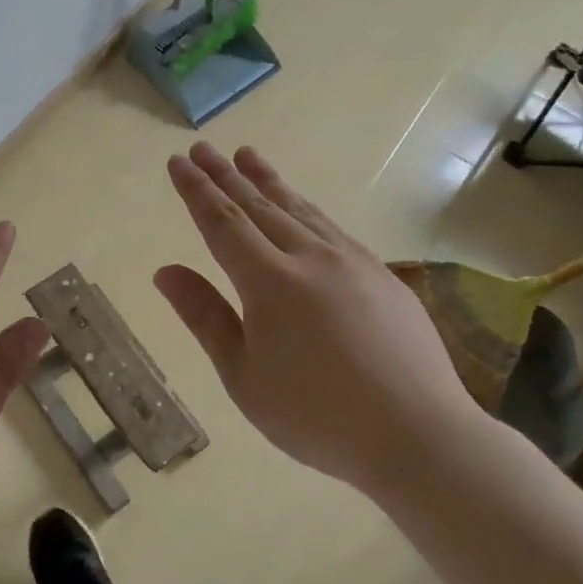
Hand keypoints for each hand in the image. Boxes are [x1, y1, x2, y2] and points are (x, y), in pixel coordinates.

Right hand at [154, 143, 482, 492]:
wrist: (418, 435)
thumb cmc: (316, 416)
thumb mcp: (243, 376)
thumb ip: (205, 317)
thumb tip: (165, 272)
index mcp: (270, 283)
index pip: (222, 223)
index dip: (196, 190)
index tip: (178, 161)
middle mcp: (310, 258)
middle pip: (259, 205)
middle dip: (226, 175)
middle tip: (203, 148)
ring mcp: (353, 262)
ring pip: (300, 209)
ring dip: (268, 181)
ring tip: (247, 155)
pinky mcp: (383, 275)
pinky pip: (332, 227)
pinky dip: (306, 208)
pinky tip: (301, 207)